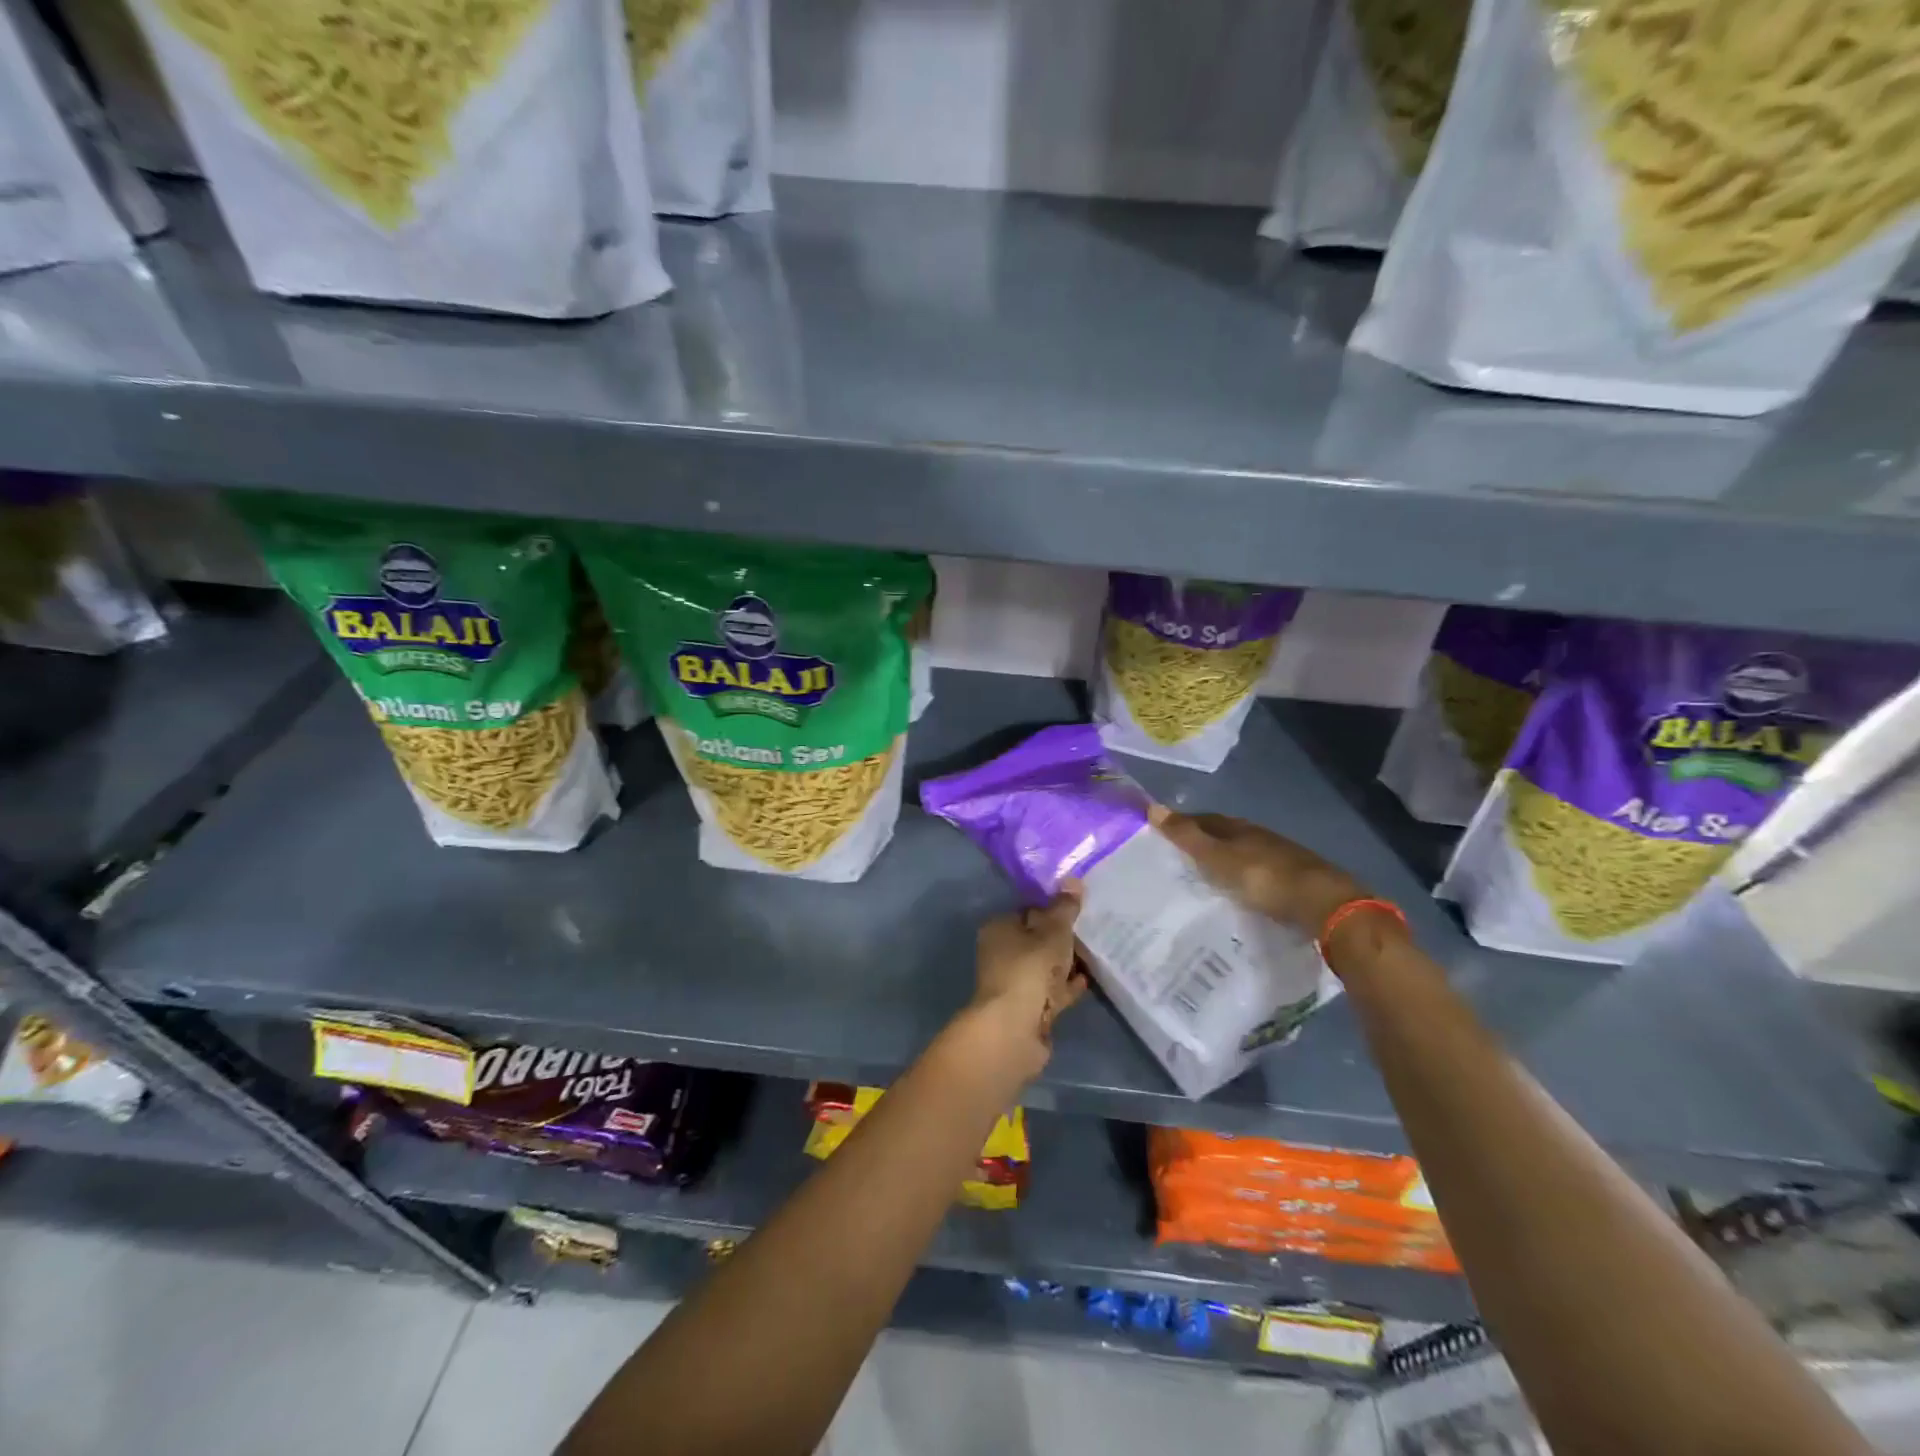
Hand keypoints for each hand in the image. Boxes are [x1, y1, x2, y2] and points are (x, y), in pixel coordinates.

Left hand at [962, 889, 1087, 1084]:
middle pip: (1037, 940)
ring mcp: (1014, 984)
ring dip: (1067, 963)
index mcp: (999, 929)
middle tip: (1093, 930)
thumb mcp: (1053, 931)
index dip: (1052, 909)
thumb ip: (1064, 908)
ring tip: (1096, 954)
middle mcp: (1001, 954)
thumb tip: (1073, 880)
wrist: (1015, 1029)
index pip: (1028, 911)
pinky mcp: (1028, 1009)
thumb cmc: (1030, 968)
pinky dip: (1067, 986)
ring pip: (1045, 967)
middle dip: (1062, 938)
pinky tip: (1088, 980)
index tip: (1079, 908)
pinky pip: (1052, 991)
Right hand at [1152, 807, 1370, 939]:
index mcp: (1239, 828)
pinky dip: (1244, 879)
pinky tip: (1238, 892)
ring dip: (1226, 862)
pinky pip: (1259, 874)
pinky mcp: (1294, 882)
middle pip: (1226, 835)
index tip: (1162, 834)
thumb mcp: (1218, 858)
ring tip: (1205, 877)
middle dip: (1205, 842)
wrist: (1323, 904)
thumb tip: (1152, 807)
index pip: (1205, 819)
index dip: (1184, 823)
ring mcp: (1280, 859)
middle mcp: (1260, 837)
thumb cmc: (1263, 877)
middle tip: (1180, 857)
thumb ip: (1188, 837)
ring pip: (1244, 855)